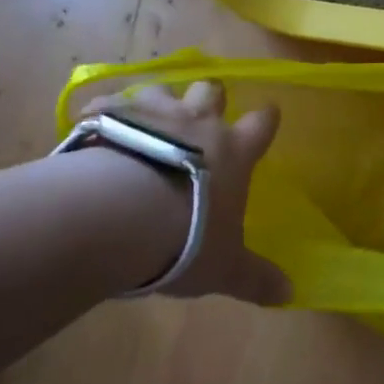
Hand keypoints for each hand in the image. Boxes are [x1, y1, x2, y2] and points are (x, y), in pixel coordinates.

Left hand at [82, 81, 290, 306]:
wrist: (118, 215)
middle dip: (210, 97)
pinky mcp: (107, 115)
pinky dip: (103, 111)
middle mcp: (197, 122)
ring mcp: (151, 114)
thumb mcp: (224, 267)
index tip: (268, 115)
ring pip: (161, 89)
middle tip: (202, 113)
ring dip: (158, 102)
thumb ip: (254, 276)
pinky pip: (106, 102)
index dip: (266, 119)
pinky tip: (93, 123)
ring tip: (147, 119)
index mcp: (233, 151)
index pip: (261, 123)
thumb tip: (289, 294)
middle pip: (210, 90)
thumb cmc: (185, 238)